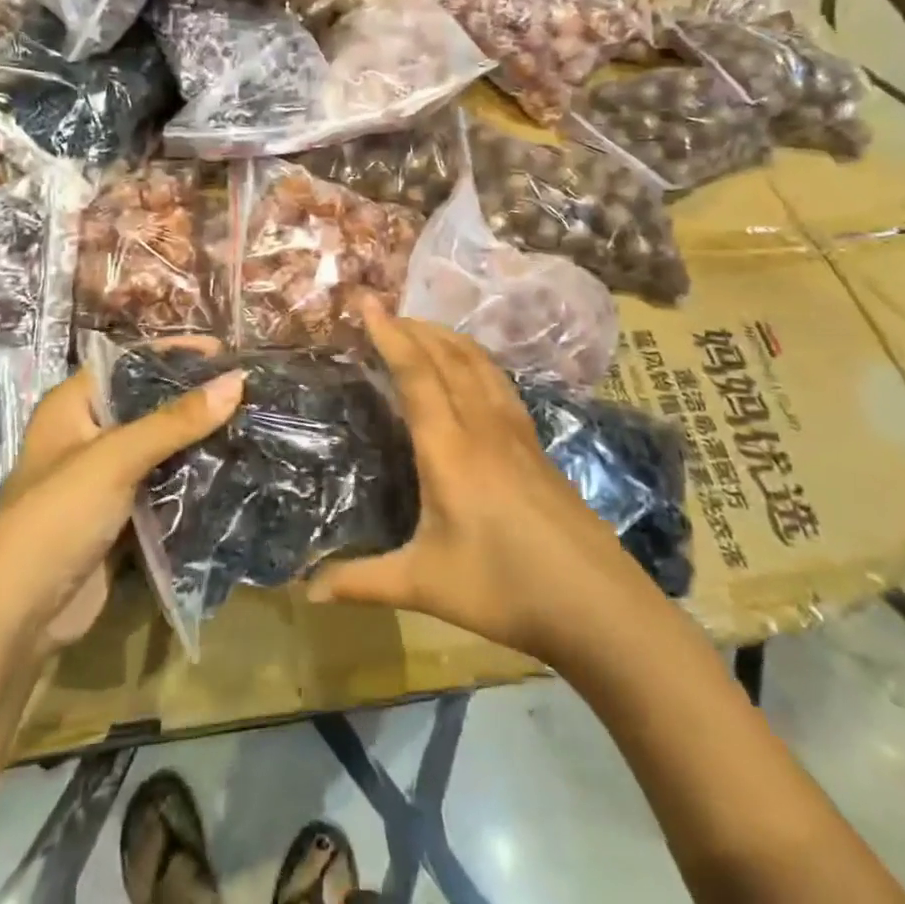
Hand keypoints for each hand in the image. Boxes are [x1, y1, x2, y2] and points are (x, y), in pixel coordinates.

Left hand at [0, 346, 243, 661]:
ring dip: (198, 439)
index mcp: (73, 405)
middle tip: (247, 389)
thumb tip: (237, 380)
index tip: (224, 350)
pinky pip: (163, 484)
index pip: (129, 361)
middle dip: (194, 397)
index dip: (173, 352)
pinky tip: (231, 468)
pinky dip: (192, 477)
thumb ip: (176, 420)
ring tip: (250, 423)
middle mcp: (88, 433)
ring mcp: (104, 477)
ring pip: (160, 445)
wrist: (17, 618)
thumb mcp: (115, 458)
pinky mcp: (120, 514)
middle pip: (149, 403)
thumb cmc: (57, 517)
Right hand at [308, 305, 638, 663]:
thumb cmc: (504, 588)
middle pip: (446, 355)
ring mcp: (515, 431)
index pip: (415, 373)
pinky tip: (471, 368)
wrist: (597, 603)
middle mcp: (481, 425)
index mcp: (448, 448)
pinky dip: (474, 358)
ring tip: (420, 328)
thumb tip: (307, 592)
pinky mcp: (535, 443)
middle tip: (383, 312)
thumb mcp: (425, 586)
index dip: (389, 334)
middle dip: (413, 326)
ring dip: (445, 336)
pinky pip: (498, 381)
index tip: (366, 302)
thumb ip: (363, 582)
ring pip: (478, 362)